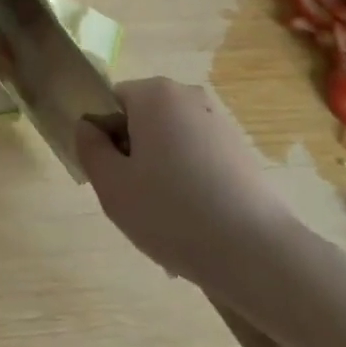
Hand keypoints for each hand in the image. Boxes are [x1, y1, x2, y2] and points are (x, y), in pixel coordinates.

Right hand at [76, 78, 293, 285]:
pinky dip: (190, 185)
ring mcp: (219, 122)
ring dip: (162, 175)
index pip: (111, 103)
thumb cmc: (173, 213)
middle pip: (142, 122)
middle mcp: (188, 96)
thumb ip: (90, 149)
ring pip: (171, 144)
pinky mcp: (241, 151)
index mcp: (154, 93)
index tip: (112, 179)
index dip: (104, 139)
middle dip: (135, 158)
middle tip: (136, 203)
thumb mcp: (112, 186)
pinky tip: (196, 228)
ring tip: (168, 224)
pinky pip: (198, 160)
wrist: (257, 252)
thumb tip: (88, 127)